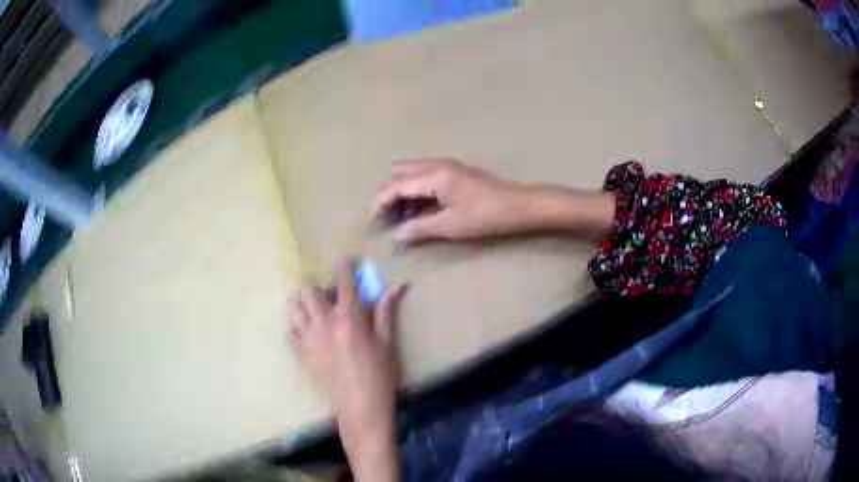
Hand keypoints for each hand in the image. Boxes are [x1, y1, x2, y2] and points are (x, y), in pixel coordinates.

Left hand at [289, 258, 405, 431]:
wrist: (359, 405)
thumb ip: (386, 312)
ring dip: (301, 301)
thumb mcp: (387, 342)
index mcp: (349, 318)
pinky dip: (294, 324)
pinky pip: (288, 330)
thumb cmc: (379, 374)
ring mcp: (308, 338)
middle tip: (326, 293)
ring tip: (310, 307)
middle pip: (310, 290)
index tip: (343, 259)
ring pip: (294, 307)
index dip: (344, 267)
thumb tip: (396, 286)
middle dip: (316, 285)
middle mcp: (324, 322)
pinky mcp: (300, 353)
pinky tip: (302, 327)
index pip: (344, 283)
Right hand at [372, 159, 528, 243]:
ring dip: (403, 192)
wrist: (519, 205)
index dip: (380, 204)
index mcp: (434, 176)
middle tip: (388, 218)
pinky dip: (416, 190)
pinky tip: (420, 210)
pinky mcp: (454, 172)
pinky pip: (425, 176)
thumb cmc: (486, 216)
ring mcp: (446, 166)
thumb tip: (397, 236)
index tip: (373, 223)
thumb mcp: (451, 225)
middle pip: (400, 173)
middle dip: (389, 194)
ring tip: (401, 217)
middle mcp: (436, 165)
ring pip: (412, 173)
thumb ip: (421, 228)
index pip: (395, 186)